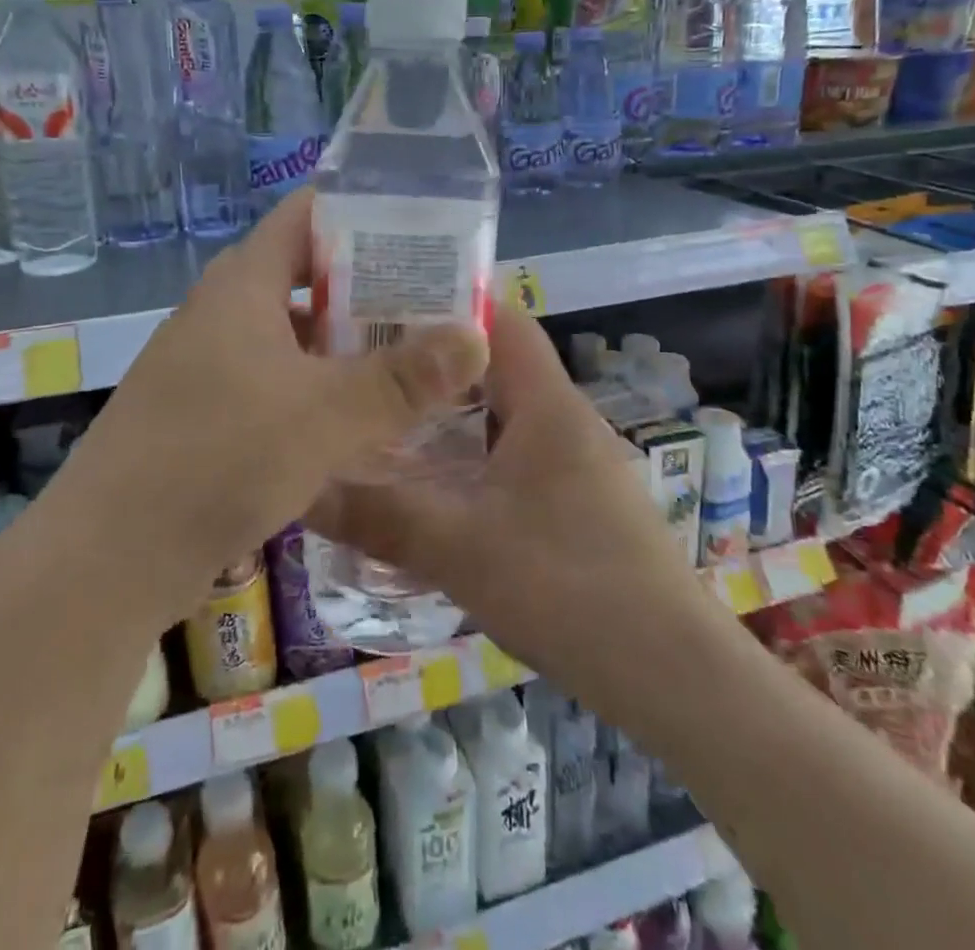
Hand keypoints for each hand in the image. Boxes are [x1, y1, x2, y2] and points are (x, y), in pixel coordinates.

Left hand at [55, 189, 488, 619]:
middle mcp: (221, 313)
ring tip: (409, 361)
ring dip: (344, 346)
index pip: (305, 216)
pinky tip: (356, 423)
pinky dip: (316, 390)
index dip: (362, 213)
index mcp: (243, 286)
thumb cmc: (219, 457)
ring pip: (291, 337)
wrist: (108, 558)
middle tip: (433, 304)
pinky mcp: (203, 414)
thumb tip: (477, 336)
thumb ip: (403, 377)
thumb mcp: (325, 414)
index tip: (421, 232)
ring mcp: (207, 365)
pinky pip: (273, 382)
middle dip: (368, 288)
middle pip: (304, 277)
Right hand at [309, 305, 692, 678]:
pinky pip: (510, 451)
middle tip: (364, 360)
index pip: (501, 318)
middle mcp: (563, 418)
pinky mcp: (572, 498)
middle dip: (432, 357)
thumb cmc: (570, 590)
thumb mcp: (460, 550)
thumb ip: (378, 516)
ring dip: (448, 408)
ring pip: (500, 410)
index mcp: (547, 404)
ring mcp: (572, 459)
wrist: (673, 675)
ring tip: (382, 410)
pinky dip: (468, 450)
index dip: (447, 298)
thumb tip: (301, 488)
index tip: (382, 300)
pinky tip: (427, 478)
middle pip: (494, 362)